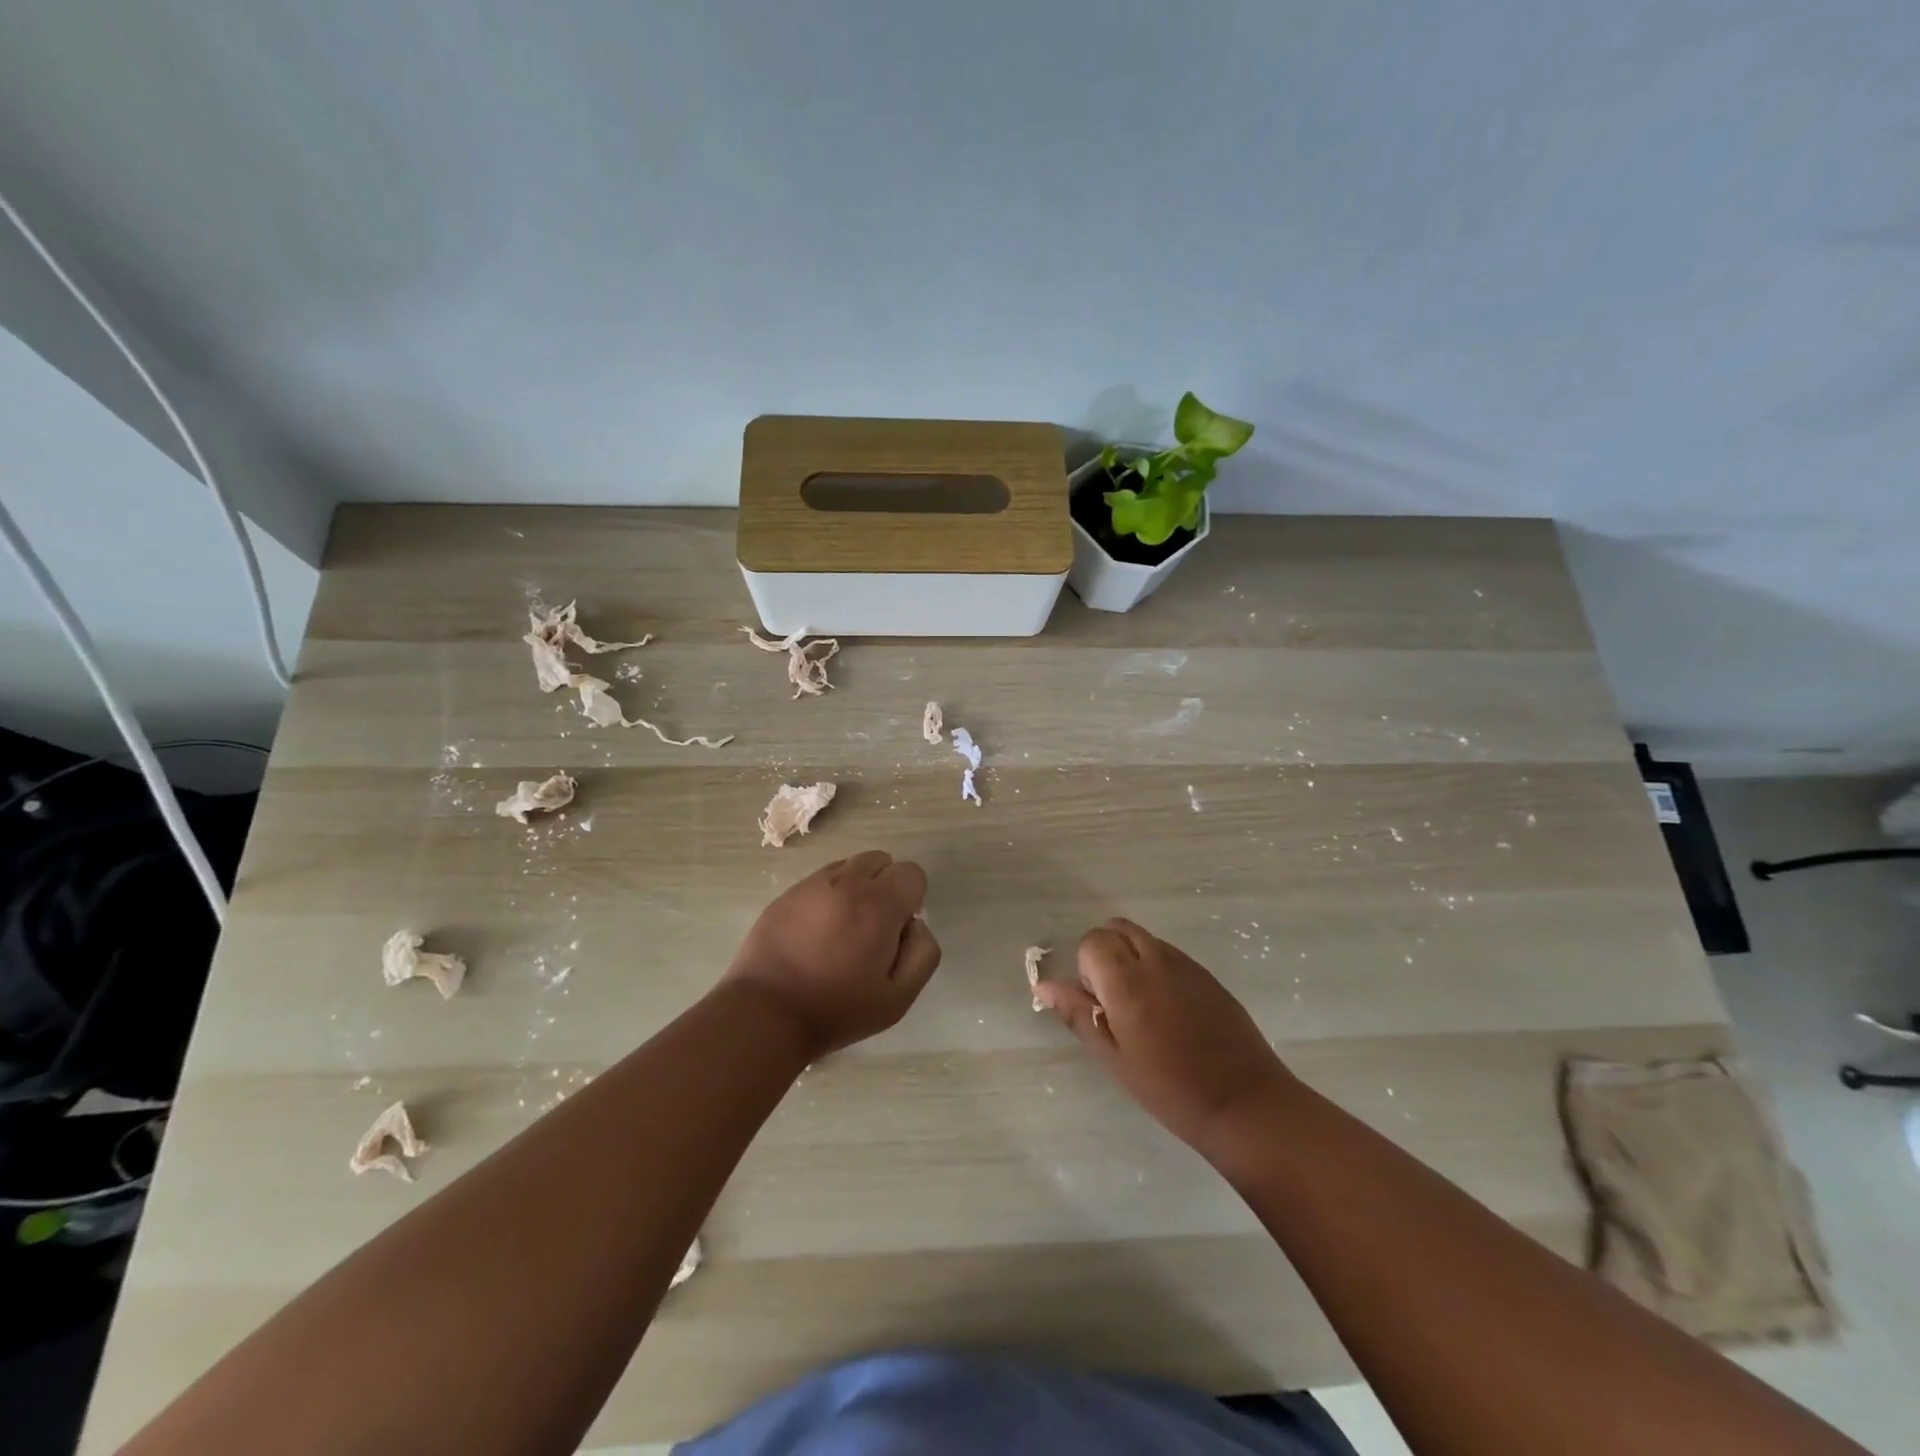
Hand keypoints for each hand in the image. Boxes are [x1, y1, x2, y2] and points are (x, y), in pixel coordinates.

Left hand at [723, 850, 940, 1058]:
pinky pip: (819, 879)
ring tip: (843, 927)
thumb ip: (923, 954)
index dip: (912, 900)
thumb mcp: (898, 998)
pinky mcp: (785, 894)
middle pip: (881, 860)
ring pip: (849, 865)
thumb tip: (916, 925)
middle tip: (873, 928)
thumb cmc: (836, 1010)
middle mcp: (846, 883)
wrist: (765, 1014)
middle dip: (886, 886)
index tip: (897, 931)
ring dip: (857, 886)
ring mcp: (811, 885)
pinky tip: (817, 931)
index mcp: (878, 905)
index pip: (912, 873)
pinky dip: (828, 894)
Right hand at [1036, 918, 1292, 1157]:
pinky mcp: (1207, 974)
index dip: (1087, 968)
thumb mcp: (1113, 1057)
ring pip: (1144, 938)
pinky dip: (1157, 968)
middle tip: (1114, 1002)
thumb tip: (1044, 985)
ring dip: (1131, 958)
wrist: (1243, 1103)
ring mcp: (1186, 964)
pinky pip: (1169, 954)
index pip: (1093, 940)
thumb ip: (1078, 1013)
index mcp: (1128, 981)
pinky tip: (1169, 1012)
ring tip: (1143, 1009)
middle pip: (1117, 928)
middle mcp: (1156, 960)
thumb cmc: (1169, 1088)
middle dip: (1106, 953)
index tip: (1099, 1004)